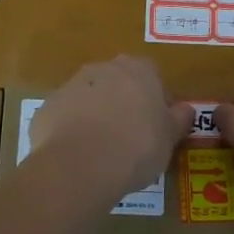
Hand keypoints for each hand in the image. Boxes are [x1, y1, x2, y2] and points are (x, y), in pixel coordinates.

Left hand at [29, 56, 194, 201]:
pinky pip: (65, 116)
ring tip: (102, 150)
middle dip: (123, 102)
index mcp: (138, 70)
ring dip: (96, 114)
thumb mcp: (170, 138)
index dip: (156, 99)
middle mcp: (103, 68)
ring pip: (89, 96)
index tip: (156, 125)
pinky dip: (71, 130)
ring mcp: (71, 85)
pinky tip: (77, 156)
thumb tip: (185, 109)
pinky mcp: (48, 107)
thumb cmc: (137, 147)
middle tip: (130, 136)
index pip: (152, 75)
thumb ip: (179, 119)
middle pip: (118, 81)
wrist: (80, 164)